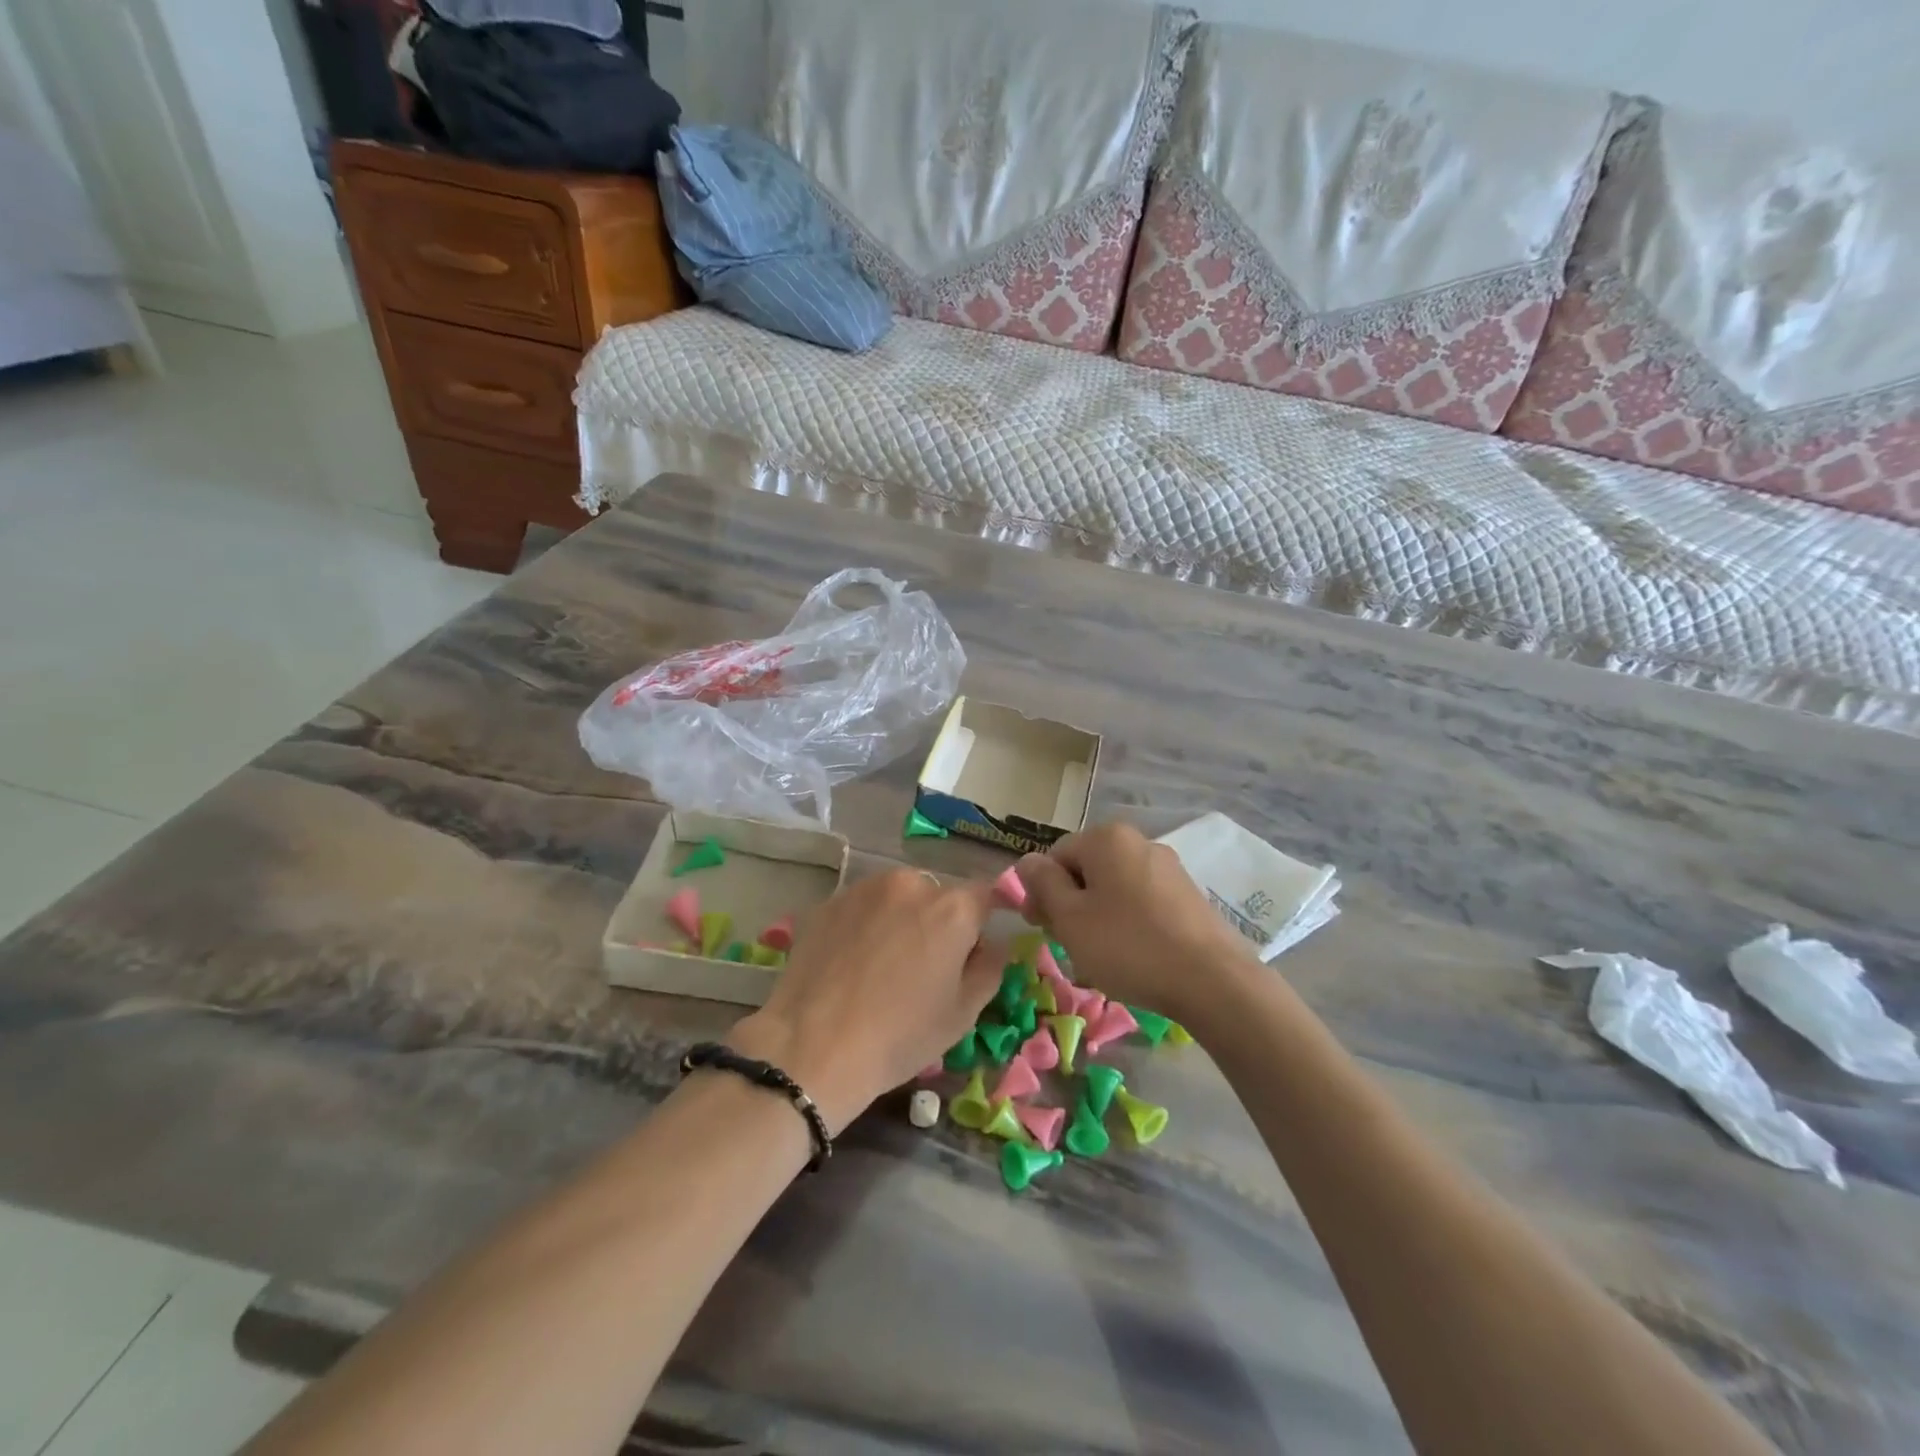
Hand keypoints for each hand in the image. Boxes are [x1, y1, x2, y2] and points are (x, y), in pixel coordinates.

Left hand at [727, 869, 1002, 1133]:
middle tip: (924, 967)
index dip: (983, 922)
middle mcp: (910, 883)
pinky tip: (851, 963)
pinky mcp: (829, 902)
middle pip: (938, 895)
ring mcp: (864, 888)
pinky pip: (862, 907)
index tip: (973, 950)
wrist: (812, 1047)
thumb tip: (993, 944)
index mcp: (952, 908)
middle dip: (939, 922)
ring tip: (882, 965)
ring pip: (897, 897)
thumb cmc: (900, 1035)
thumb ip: (990, 967)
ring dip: (900, 919)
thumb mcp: (963, 1013)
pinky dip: (865, 925)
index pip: (985, 895)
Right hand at [1014, 823, 1251, 1020]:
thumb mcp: (1070, 918)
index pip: (1055, 856)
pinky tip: (1134, 958)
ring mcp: (1168, 868)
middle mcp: (1139, 842)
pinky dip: (1130, 926)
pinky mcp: (1188, 896)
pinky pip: (1143, 904)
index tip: (1042, 928)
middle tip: (1071, 946)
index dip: (1041, 892)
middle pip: (1086, 871)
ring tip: (1103, 959)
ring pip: (1114, 890)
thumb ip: (1043, 884)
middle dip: (1072, 906)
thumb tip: (1027, 861)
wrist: (1212, 981)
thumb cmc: (1128, 945)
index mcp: (1106, 838)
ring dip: (1099, 919)